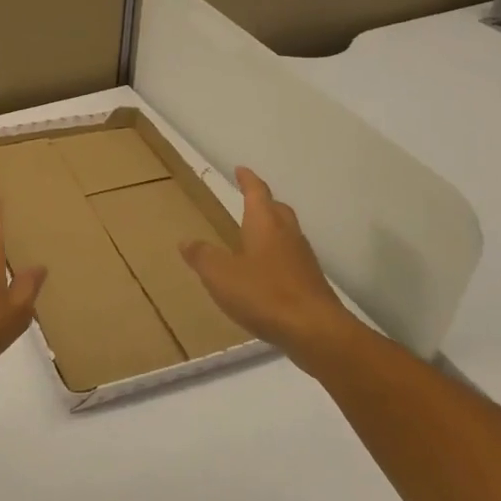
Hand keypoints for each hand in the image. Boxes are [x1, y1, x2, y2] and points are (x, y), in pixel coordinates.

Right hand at [182, 168, 361, 372]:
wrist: (315, 330)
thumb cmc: (264, 294)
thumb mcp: (221, 275)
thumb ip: (202, 257)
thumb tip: (186, 240)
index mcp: (265, 224)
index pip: (257, 192)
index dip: (248, 180)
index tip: (241, 169)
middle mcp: (287, 235)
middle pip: (277, 210)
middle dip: (264, 202)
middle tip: (250, 200)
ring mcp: (303, 259)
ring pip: (287, 233)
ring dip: (273, 229)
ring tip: (255, 236)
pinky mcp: (311, 282)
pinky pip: (292, 258)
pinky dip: (278, 256)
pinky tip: (268, 273)